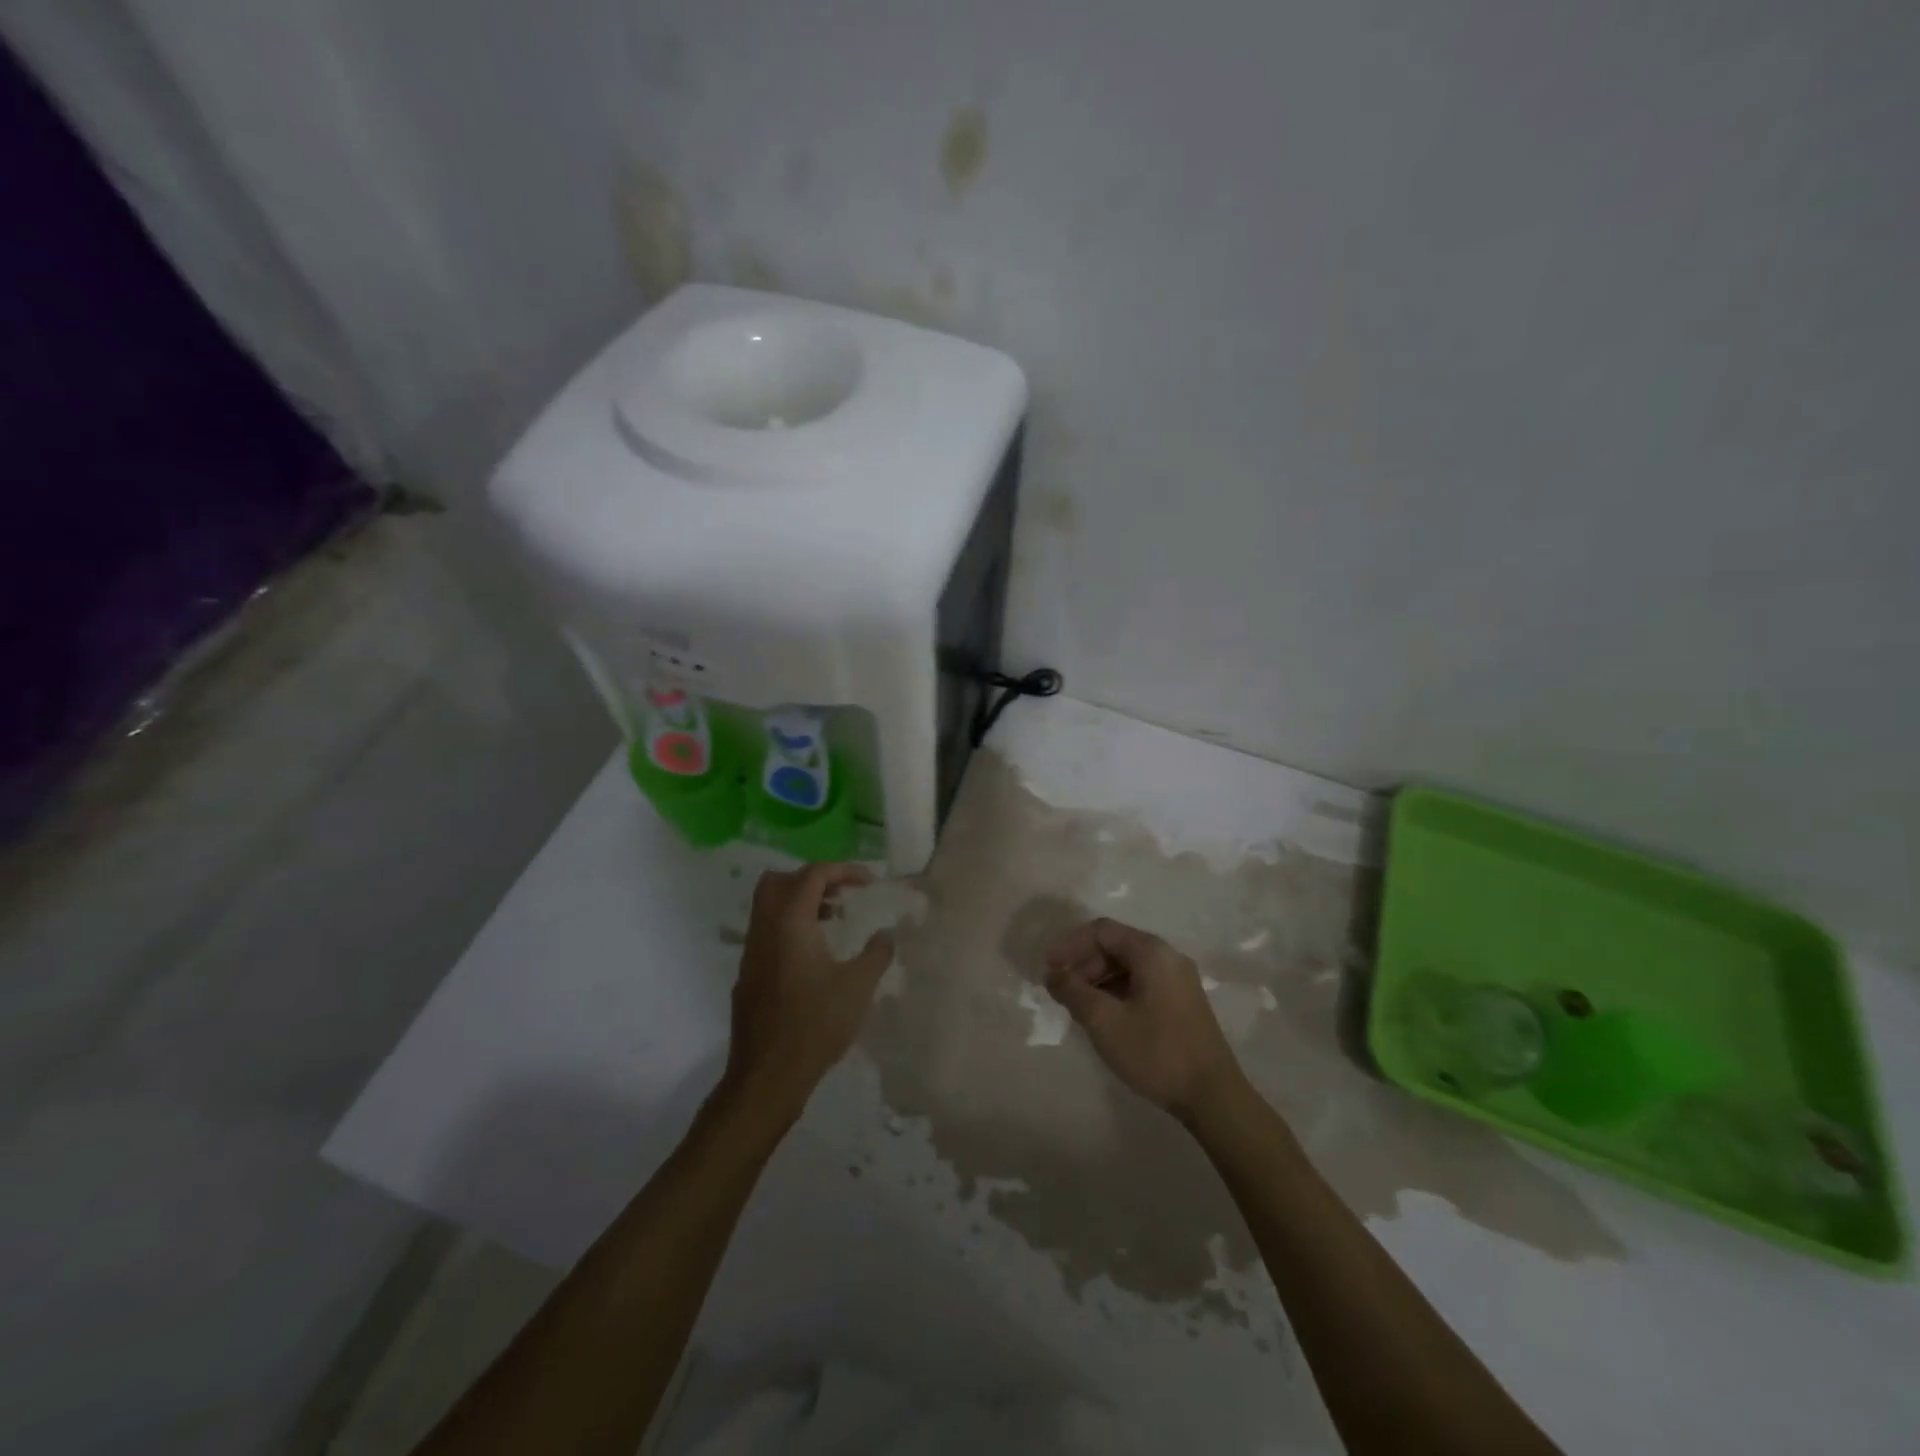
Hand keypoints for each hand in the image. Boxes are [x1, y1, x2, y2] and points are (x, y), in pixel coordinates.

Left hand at [721, 863, 894, 1127]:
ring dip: (801, 901)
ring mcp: (752, 951)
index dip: (844, 870)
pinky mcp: (748, 973)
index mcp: (790, 922)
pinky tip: (816, 953)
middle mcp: (765, 928)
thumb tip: (887, 933)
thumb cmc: (815, 1025)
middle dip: (814, 878)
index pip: (813, 874)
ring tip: (835, 919)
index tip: (870, 883)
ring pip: (770, 905)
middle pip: (780, 880)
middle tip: (843, 893)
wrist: (767, 1076)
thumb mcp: (858, 987)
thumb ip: (877, 953)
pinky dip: (791, 924)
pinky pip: (767, 930)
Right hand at [1045, 917, 1246, 1121]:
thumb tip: (1053, 974)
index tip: (1047, 968)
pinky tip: (1103, 1015)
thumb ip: (1074, 991)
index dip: (1070, 945)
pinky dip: (1116, 991)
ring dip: (1098, 979)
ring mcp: (1178, 980)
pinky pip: (1141, 982)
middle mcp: (1168, 957)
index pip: (1102, 931)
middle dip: (1083, 963)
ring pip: (1128, 966)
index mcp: (1152, 952)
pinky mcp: (1182, 1002)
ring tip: (1078, 1005)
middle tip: (1061, 989)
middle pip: (1116, 946)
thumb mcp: (1105, 1022)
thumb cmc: (1156, 1053)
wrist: (1213, 1098)